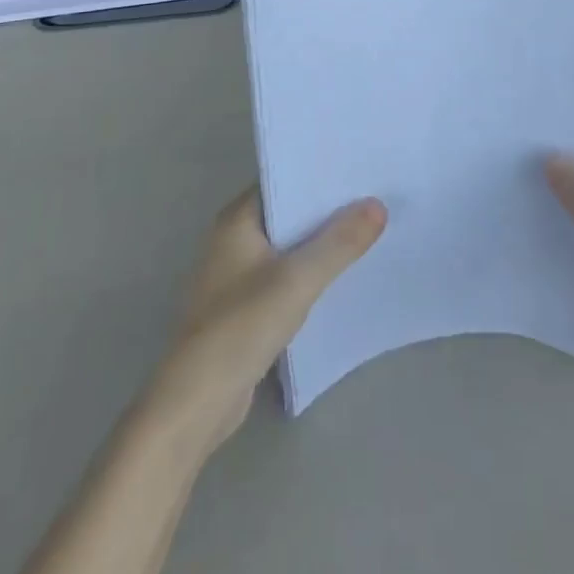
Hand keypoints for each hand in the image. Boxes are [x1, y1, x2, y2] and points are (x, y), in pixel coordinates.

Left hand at [149, 189, 385, 449]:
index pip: (283, 181)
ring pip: (288, 247)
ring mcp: (236, 276)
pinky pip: (285, 276)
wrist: (196, 404)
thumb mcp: (298, 279)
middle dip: (327, 209)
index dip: (320, 174)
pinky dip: (310, 273)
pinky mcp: (244, 308)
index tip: (359, 168)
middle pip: (288, 214)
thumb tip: (378, 205)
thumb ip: (339, 242)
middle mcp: (232, 240)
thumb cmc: (241, 327)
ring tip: (368, 230)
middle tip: (374, 196)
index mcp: (236, 221)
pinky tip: (342, 275)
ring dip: (320, 243)